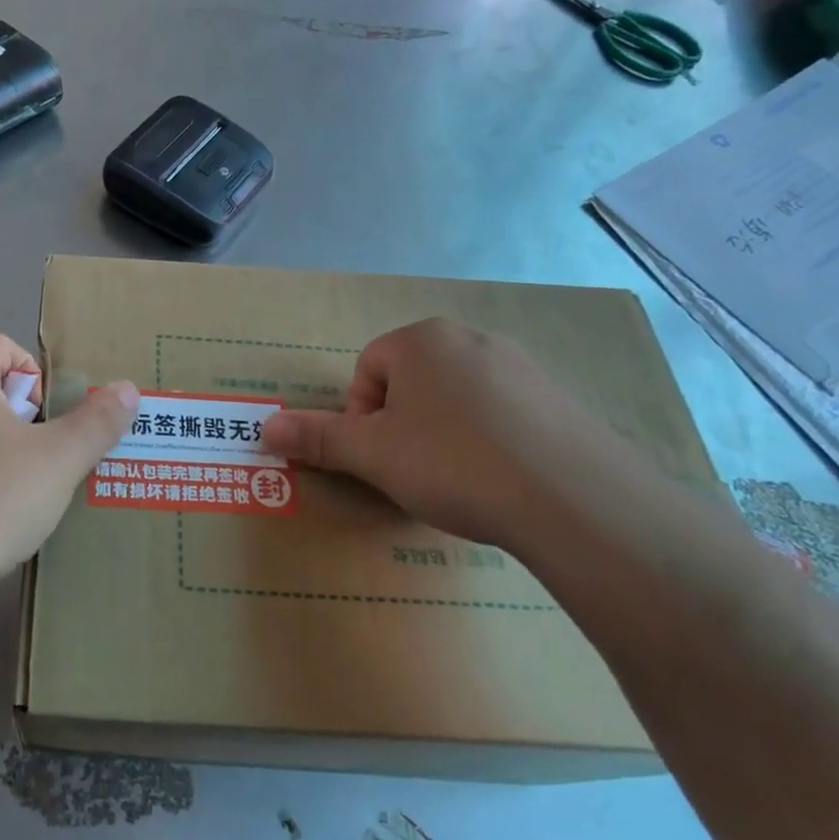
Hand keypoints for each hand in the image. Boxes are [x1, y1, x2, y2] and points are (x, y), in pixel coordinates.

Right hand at [260, 318, 624, 550]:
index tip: (381, 457)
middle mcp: (470, 339)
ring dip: (443, 434)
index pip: (368, 369)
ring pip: (456, 398)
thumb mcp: (373, 455)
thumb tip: (263, 427)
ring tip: (459, 480)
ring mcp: (522, 366)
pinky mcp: (559, 399)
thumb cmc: (455, 463)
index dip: (362, 418)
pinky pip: (502, 414)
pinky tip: (502, 480)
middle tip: (413, 470)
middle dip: (402, 425)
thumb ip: (316, 438)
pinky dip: (489, 441)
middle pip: (411, 381)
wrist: (575, 500)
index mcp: (422, 340)